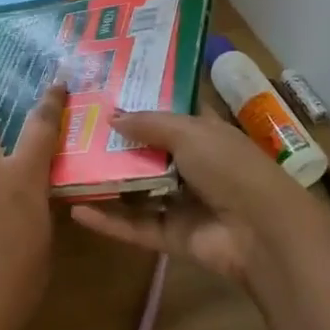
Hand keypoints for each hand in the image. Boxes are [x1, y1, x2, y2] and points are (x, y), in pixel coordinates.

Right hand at [69, 110, 322, 283]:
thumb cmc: (230, 167)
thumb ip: (149, 123)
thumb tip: (112, 115)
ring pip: (138, 190)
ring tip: (67, 168)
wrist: (262, 232)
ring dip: (107, 182)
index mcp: (205, 133)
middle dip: (116, 143)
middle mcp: (192, 165)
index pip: (171, 114)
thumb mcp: (190, 132)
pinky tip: (77, 211)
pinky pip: (135, 226)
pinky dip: (109, 221)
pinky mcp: (172, 236)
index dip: (143, 103)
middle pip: (148, 152)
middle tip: (75, 130)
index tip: (106, 93)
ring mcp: (182, 202)